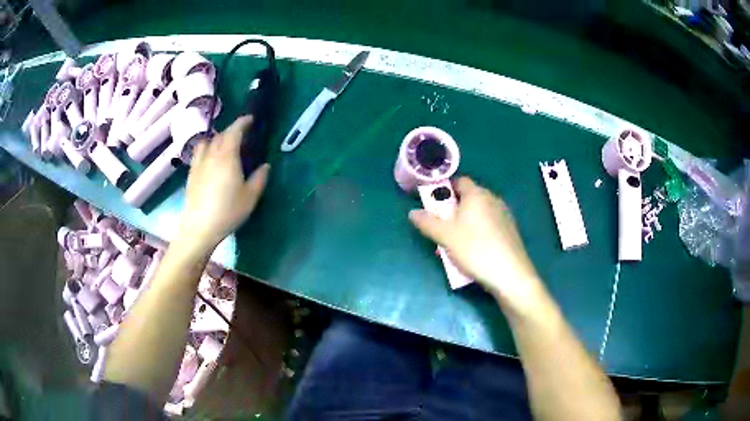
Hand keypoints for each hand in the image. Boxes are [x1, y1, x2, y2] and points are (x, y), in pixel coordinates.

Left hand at [179, 116, 269, 252]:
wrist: (199, 228)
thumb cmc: (227, 212)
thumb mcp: (250, 197)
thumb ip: (259, 178)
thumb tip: (265, 166)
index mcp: (227, 156)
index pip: (234, 131)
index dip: (243, 122)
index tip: (250, 119)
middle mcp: (211, 155)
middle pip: (220, 135)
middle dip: (231, 131)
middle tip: (241, 136)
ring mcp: (198, 164)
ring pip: (206, 142)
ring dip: (216, 139)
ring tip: (223, 147)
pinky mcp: (191, 174)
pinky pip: (199, 153)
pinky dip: (206, 150)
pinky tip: (210, 161)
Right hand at [409, 177, 544, 311]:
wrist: (510, 274)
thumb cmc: (475, 249)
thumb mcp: (446, 237)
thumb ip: (428, 222)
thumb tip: (412, 212)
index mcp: (477, 194)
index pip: (459, 181)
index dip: (445, 189)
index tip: (434, 205)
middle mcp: (492, 199)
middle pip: (469, 197)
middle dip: (453, 209)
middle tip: (442, 227)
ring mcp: (504, 215)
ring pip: (479, 213)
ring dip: (466, 222)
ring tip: (456, 242)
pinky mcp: (510, 231)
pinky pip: (489, 224)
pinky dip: (478, 231)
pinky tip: (474, 250)